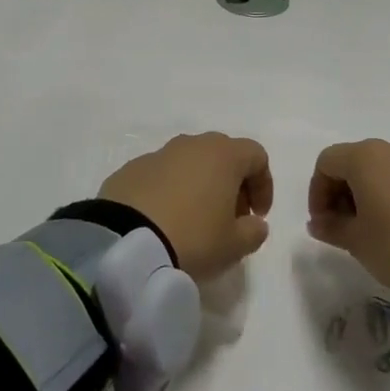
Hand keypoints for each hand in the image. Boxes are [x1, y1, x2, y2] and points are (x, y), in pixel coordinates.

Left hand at [99, 133, 272, 279]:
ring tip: (194, 220)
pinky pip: (160, 175)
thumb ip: (253, 232)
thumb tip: (254, 223)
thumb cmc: (192, 238)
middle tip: (229, 217)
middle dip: (231, 183)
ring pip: (189, 163)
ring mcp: (157, 154)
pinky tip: (163, 220)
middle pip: (222, 155)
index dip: (263, 184)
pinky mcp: (130, 169)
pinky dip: (169, 191)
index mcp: (222, 155)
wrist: (125, 242)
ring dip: (199, 185)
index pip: (256, 156)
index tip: (258, 216)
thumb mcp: (234, 245)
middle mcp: (191, 145)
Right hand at [307, 139, 389, 292]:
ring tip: (375, 229)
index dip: (317, 192)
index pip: (326, 163)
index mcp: (365, 157)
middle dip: (342, 193)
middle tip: (344, 227)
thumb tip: (319, 222)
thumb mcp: (358, 242)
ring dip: (369, 194)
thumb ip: (332, 228)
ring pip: (382, 170)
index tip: (323, 223)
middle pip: (354, 162)